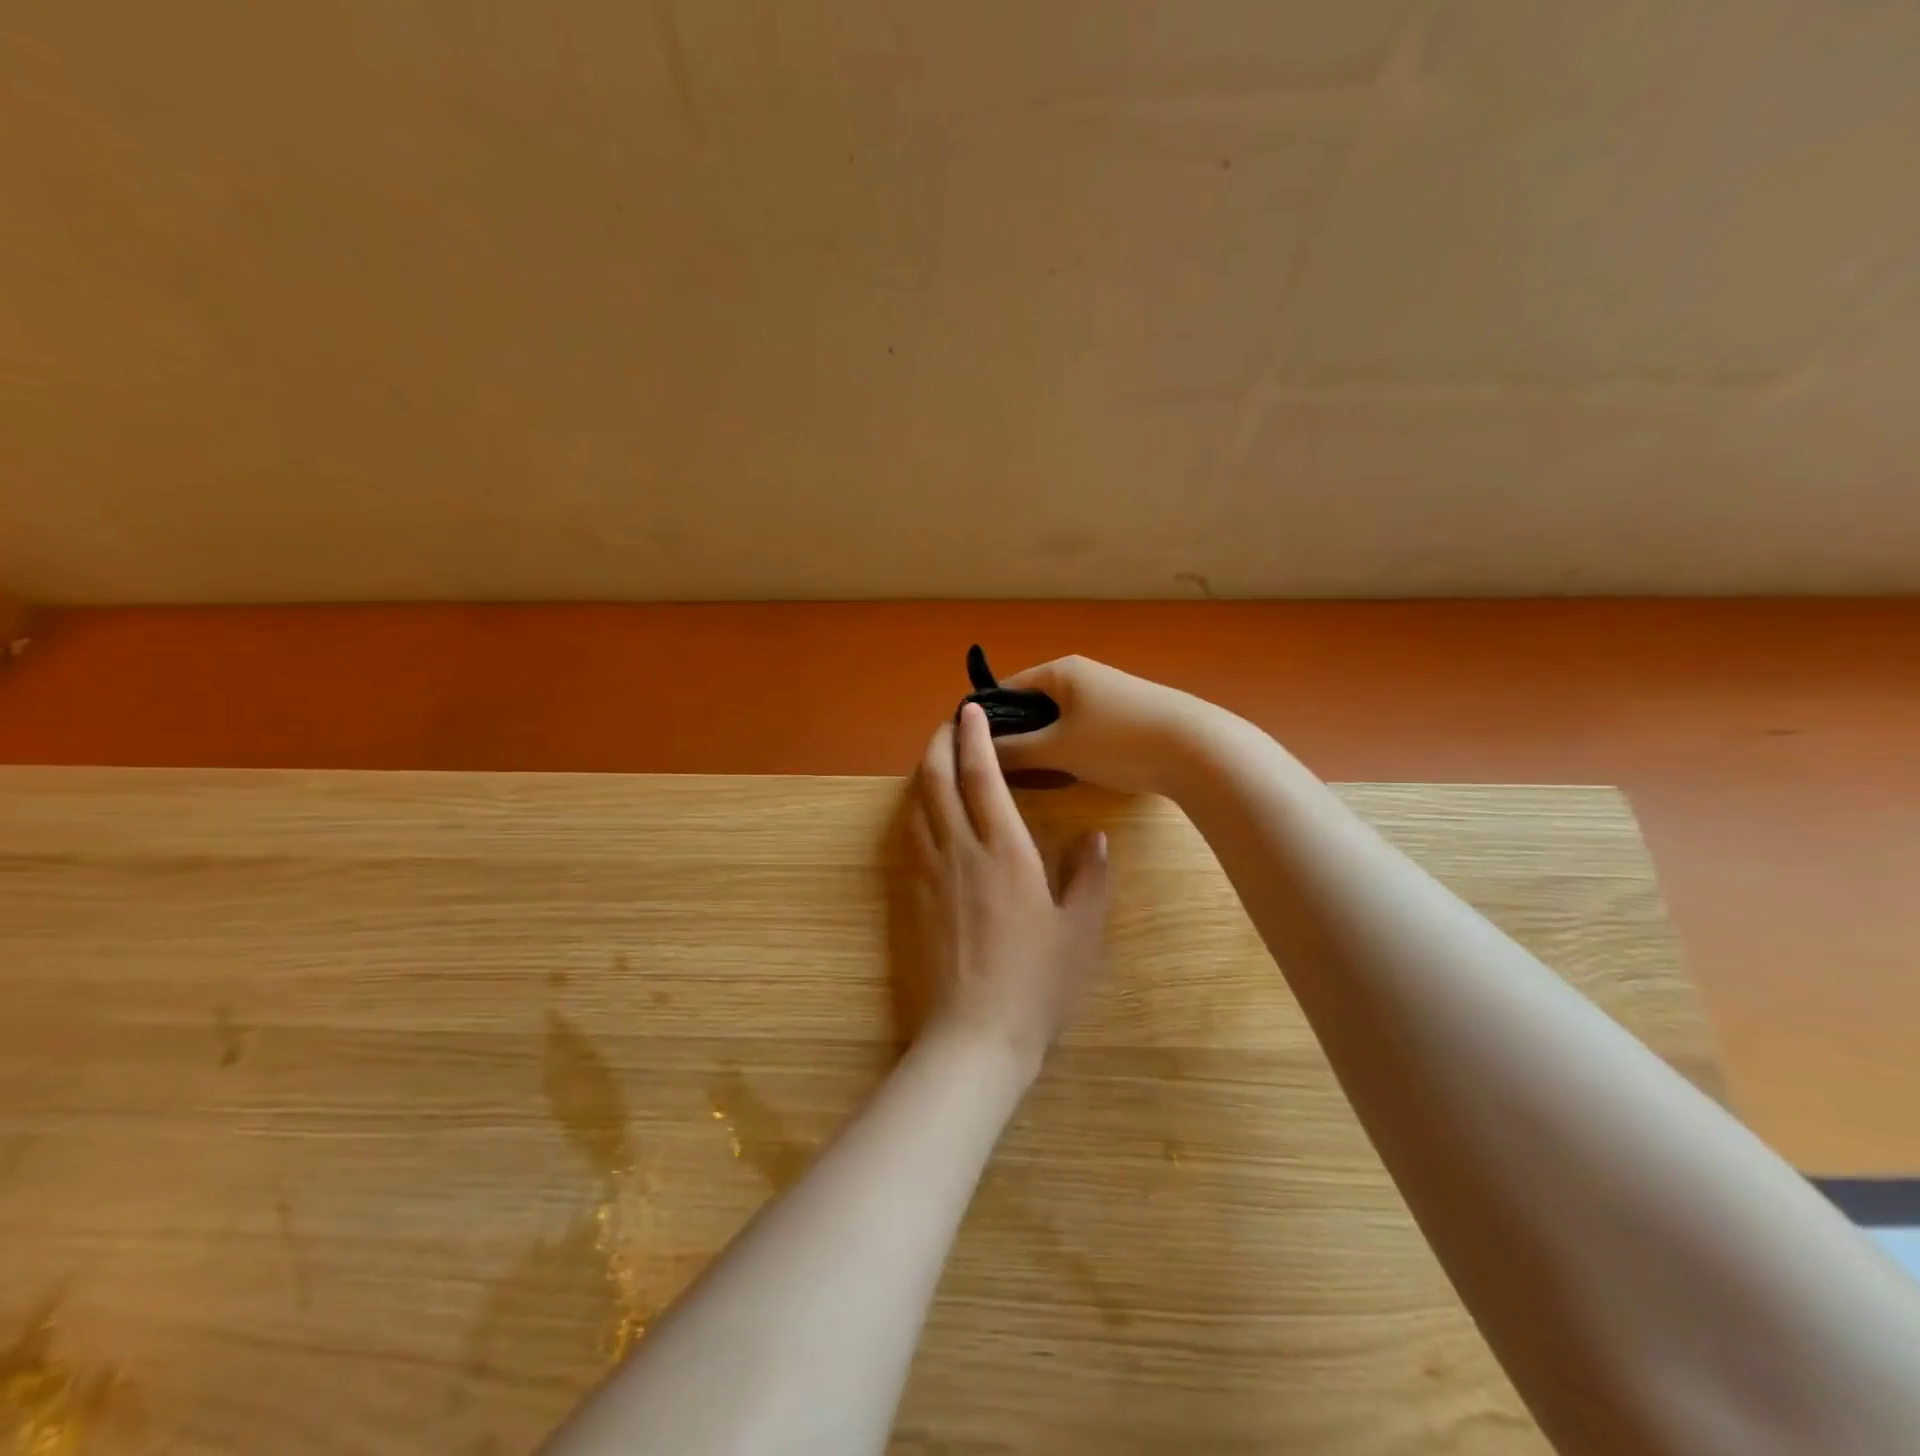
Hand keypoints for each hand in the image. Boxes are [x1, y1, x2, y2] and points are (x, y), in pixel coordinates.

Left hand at [903, 702, 1110, 1073]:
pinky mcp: (910, 896)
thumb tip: (1097, 836)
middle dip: (939, 741)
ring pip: (916, 804)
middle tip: (949, 722)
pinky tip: (922, 810)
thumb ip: (1090, 877)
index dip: (976, 737)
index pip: (983, 776)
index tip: (971, 709)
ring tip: (937, 756)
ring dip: (923, 770)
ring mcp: (928, 872)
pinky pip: (907, 835)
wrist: (974, 1035)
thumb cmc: (1036, 984)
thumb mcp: (1081, 932)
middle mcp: (959, 850)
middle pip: (937, 778)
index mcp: (1004, 851)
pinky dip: (914, 808)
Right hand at [987, 656, 1220, 796]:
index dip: (987, 719)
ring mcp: (1109, 694)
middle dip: (1018, 735)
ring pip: (1060, 720)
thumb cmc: (1117, 741)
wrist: (1198, 749)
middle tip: (1004, 771)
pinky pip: (1085, 729)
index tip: (970, 751)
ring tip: (1037, 777)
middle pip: (1034, 705)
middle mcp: (1083, 675)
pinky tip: (1074, 774)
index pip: (1007, 688)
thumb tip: (978, 752)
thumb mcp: (1058, 749)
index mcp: (1061, 671)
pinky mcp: (1129, 715)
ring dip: (1046, 745)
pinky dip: (1072, 748)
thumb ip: (1014, 751)